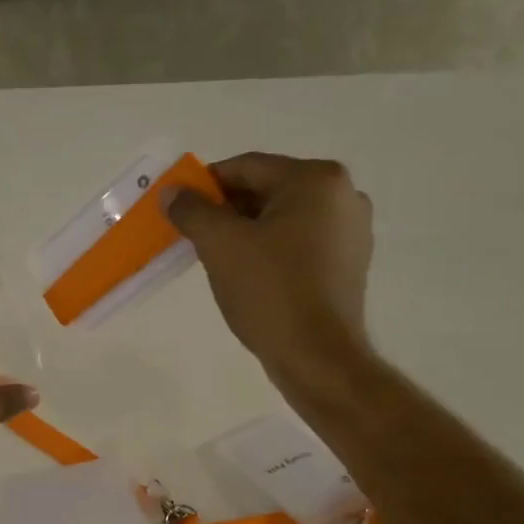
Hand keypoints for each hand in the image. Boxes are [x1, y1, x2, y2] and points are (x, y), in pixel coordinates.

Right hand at [166, 153, 375, 390]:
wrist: (317, 356)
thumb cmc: (269, 291)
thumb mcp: (220, 245)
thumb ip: (192, 210)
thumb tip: (172, 192)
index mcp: (316, 180)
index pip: (246, 167)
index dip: (204, 184)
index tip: (177, 206)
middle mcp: (342, 196)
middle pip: (267, 191)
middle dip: (225, 210)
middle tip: (191, 234)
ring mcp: (351, 231)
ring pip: (282, 219)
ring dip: (245, 231)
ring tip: (215, 258)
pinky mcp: (348, 264)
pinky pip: (298, 243)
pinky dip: (269, 250)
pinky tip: (247, 275)